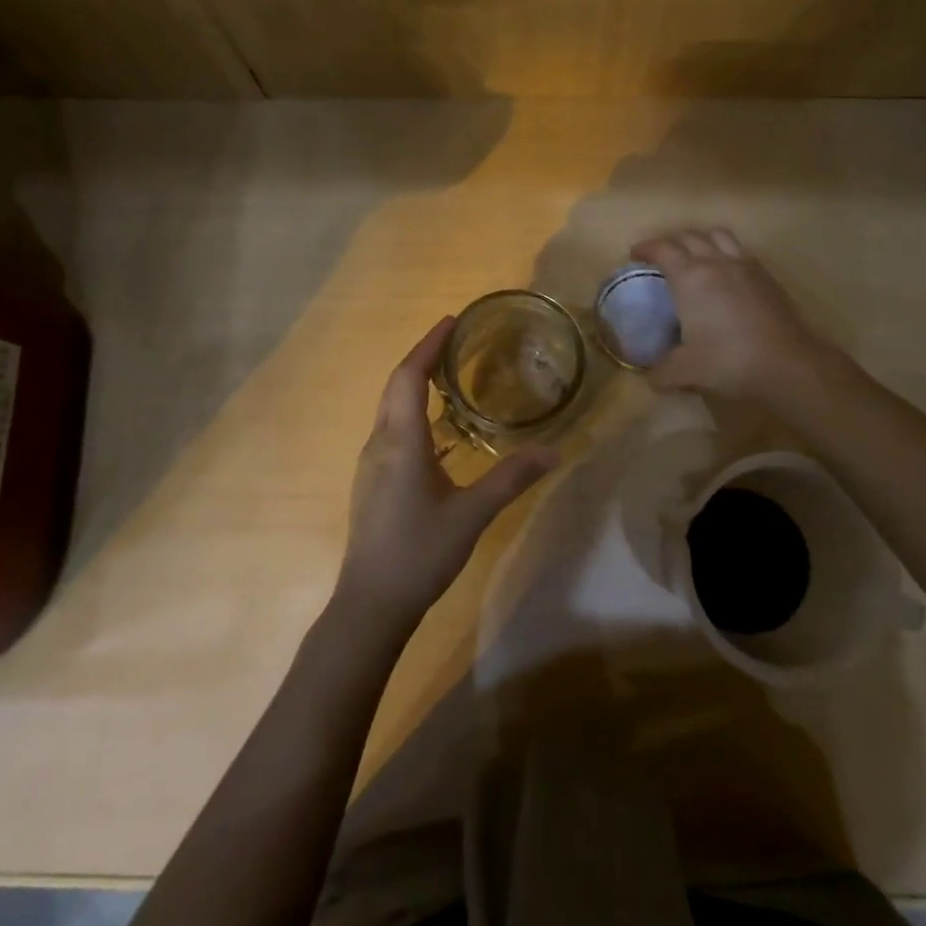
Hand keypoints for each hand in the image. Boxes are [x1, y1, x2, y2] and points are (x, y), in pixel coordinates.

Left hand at [336, 317, 558, 624]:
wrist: (371, 603)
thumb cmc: (420, 552)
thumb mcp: (472, 514)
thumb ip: (511, 479)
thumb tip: (554, 453)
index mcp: (401, 441)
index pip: (409, 376)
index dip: (428, 345)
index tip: (451, 322)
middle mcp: (380, 443)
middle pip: (396, 385)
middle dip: (422, 357)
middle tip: (455, 341)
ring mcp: (372, 463)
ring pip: (390, 407)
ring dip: (415, 382)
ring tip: (449, 375)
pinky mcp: (373, 481)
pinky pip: (391, 428)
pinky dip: (412, 409)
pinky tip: (437, 428)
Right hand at [632, 227, 839, 401]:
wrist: (786, 363)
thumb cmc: (729, 360)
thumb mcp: (686, 371)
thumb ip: (662, 373)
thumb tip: (650, 378)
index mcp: (690, 277)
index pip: (663, 249)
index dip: (646, 248)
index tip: (636, 255)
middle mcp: (716, 262)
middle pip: (689, 236)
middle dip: (671, 242)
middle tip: (661, 257)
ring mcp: (745, 265)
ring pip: (718, 235)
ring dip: (700, 239)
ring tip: (695, 255)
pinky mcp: (766, 276)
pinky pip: (740, 250)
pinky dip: (725, 252)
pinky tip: (725, 273)